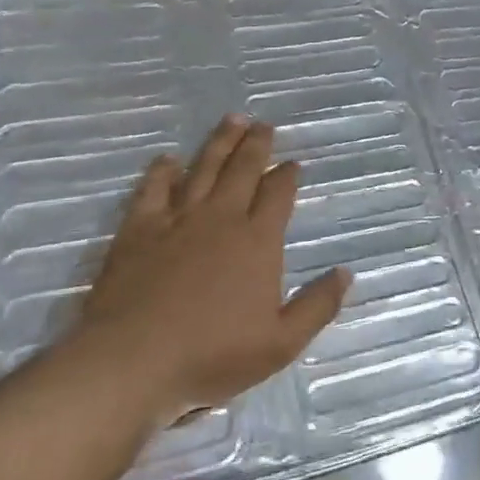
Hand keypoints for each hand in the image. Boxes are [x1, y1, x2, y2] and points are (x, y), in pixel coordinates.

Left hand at [65, 115, 351, 426]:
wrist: (133, 360)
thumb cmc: (212, 355)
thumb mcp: (280, 343)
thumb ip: (317, 306)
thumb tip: (346, 273)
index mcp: (258, 241)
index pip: (278, 195)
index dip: (288, 176)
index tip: (293, 163)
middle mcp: (221, 218)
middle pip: (243, 170)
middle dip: (257, 145)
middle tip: (263, 124)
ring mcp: (177, 219)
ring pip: (203, 169)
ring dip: (219, 143)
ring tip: (231, 120)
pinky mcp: (139, 229)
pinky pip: (153, 189)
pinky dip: (162, 171)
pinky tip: (168, 160)